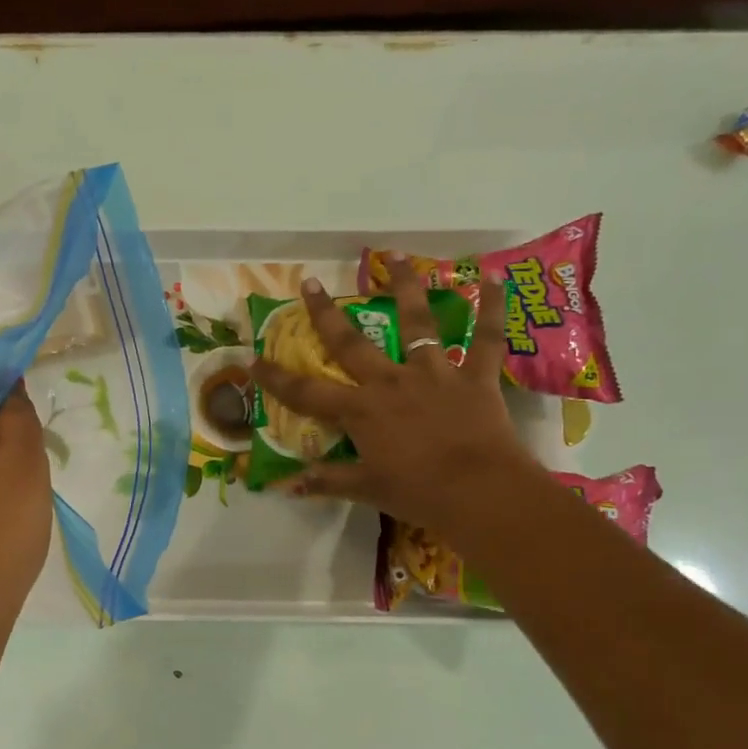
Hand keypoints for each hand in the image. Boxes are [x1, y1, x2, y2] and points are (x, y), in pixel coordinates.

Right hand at [249, 262, 538, 538]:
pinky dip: (493, 309)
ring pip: (418, 323)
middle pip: (351, 343)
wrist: (480, 492)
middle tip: (309, 283)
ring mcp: (434, 374)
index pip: (306, 393)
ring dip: (407, 286)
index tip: (252, 358)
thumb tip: (287, 486)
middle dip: (325, 314)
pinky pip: (486, 338)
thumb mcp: (367, 490)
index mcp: (361, 411)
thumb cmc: (418, 493)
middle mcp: (391, 382)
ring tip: (398, 255)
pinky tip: (494, 279)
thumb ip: (327, 481)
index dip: (276, 377)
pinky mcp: (474, 377)